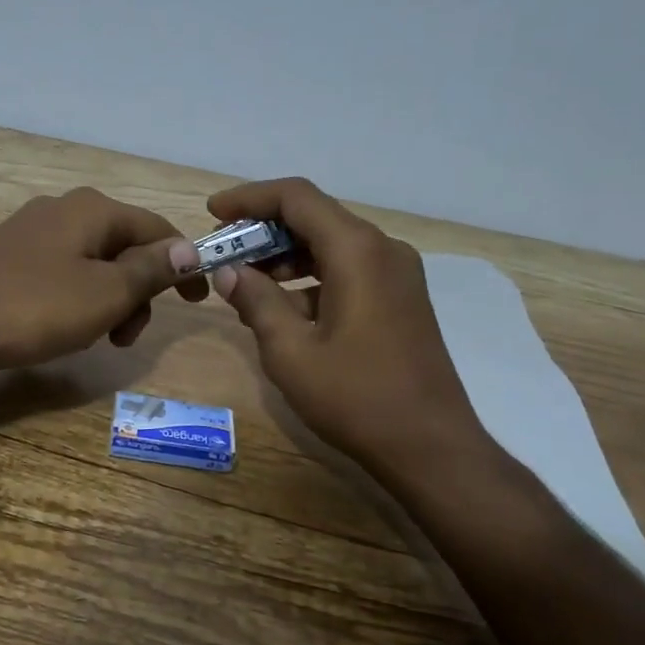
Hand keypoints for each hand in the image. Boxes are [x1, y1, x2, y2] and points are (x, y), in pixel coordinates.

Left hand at [0, 186, 208, 371]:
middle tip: (127, 336)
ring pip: (94, 263)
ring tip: (96, 338)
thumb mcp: (106, 293)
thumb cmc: (34, 308)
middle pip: (125, 247)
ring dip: (109, 301)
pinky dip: (79, 299)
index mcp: (94, 209)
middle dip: (138, 292)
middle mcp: (65, 208)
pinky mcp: (11, 255)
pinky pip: (64, 272)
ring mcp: (34, 230)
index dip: (184, 265)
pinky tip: (63, 327)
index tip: (198, 302)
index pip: (158, 229)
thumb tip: (189, 249)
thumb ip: (152, 269)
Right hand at [206, 178, 493, 477]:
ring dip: (286, 255)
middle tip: (224, 251)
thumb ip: (256, 301)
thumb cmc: (356, 398)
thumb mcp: (291, 352)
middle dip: (264, 229)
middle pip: (315, 217)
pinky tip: (282, 309)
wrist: (431, 447)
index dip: (249, 198)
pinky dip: (311, 278)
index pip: (296, 197)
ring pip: (331, 244)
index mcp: (357, 251)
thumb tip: (229, 271)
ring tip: (245, 283)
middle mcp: (382, 249)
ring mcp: (398, 274)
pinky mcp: (401, 298)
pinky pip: (348, 269)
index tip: (213, 213)